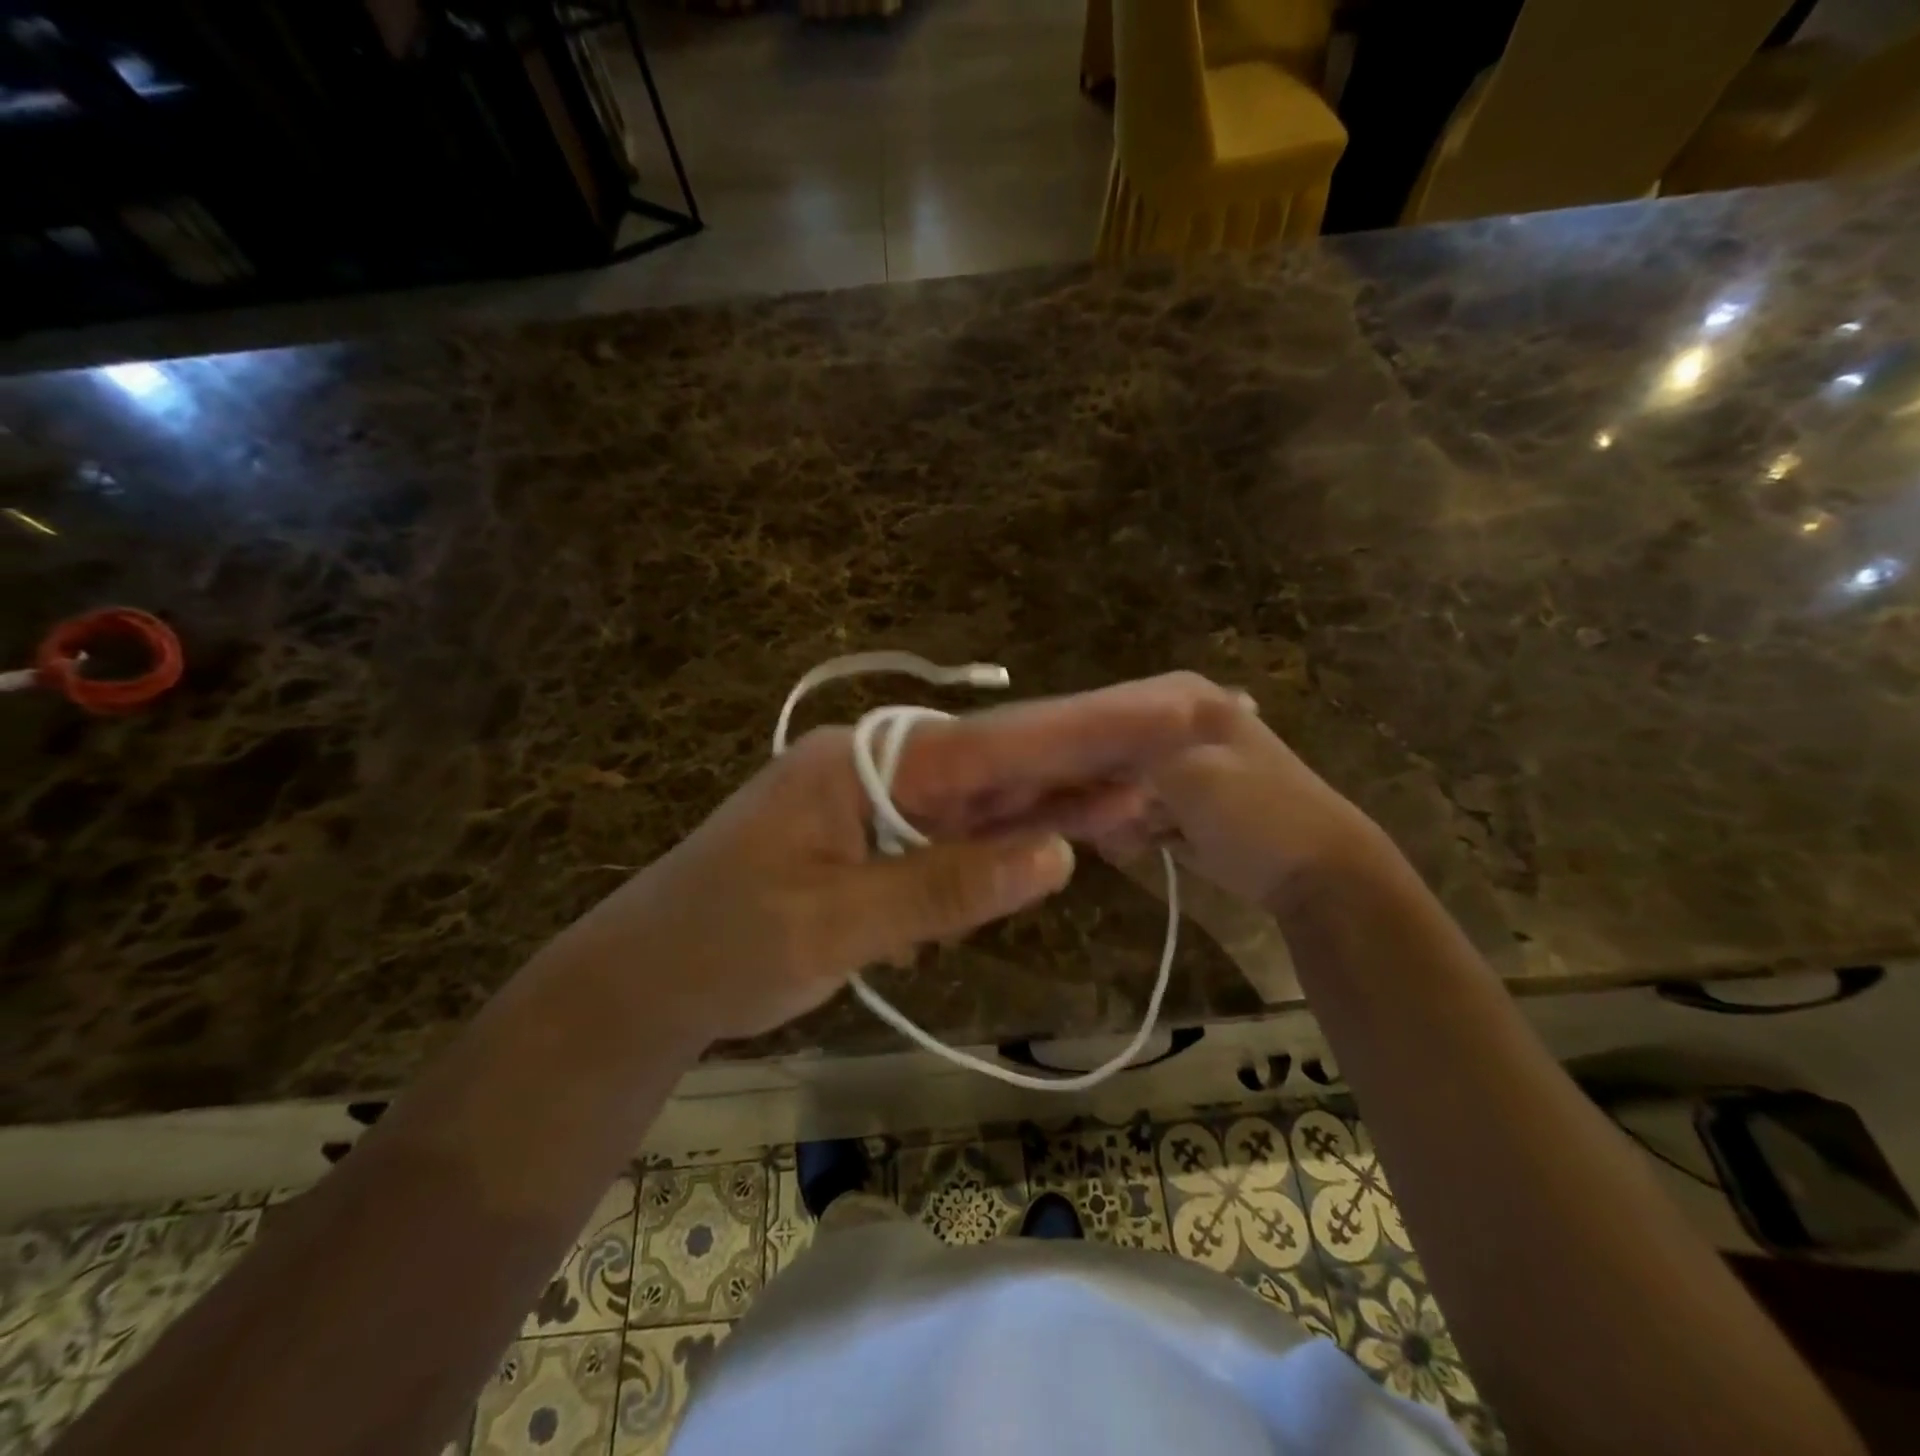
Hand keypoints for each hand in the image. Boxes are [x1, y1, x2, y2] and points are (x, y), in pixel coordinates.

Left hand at [542, 673, 1247, 1040]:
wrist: (646, 978)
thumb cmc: (723, 947)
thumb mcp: (832, 923)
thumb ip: (943, 884)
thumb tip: (1054, 853)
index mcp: (864, 763)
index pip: (996, 745)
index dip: (1090, 729)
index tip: (1171, 708)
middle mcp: (879, 767)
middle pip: (1001, 759)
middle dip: (1091, 749)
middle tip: (1183, 726)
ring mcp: (879, 803)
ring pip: (986, 797)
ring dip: (1058, 796)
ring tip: (1143, 787)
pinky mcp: (877, 841)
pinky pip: (957, 834)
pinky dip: (1008, 839)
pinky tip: (1060, 836)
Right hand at [1090, 697, 1390, 913]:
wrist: (1319, 873)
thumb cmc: (1254, 813)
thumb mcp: (1187, 771)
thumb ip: (1127, 753)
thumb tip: (1076, 752)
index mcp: (1187, 700)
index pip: (1105, 708)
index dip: (1080, 744)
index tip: (1061, 781)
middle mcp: (1179, 724)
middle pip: (1108, 749)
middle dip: (1098, 787)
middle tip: (1099, 818)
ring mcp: (1182, 766)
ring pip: (1117, 784)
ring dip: (1115, 814)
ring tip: (1129, 836)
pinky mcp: (1183, 804)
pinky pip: (1135, 812)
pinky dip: (1131, 831)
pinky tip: (1137, 846)